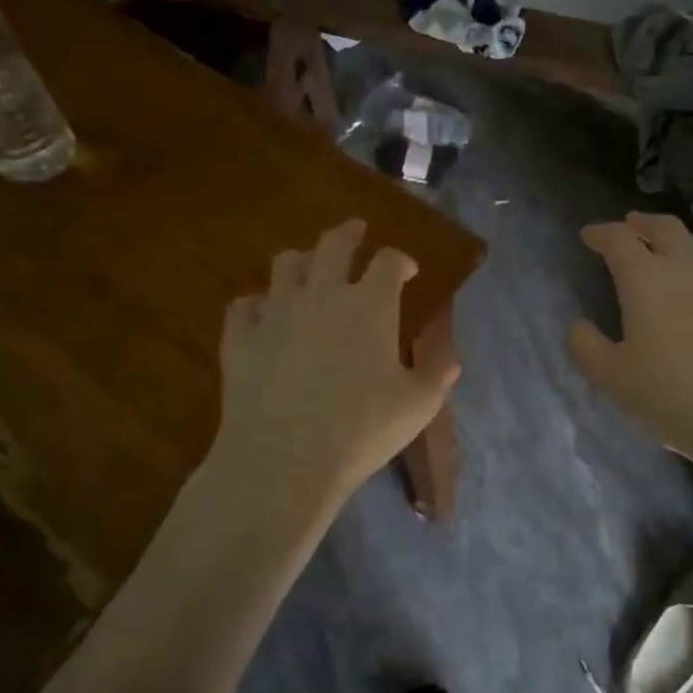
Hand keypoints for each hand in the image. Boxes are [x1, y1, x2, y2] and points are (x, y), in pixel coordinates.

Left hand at [207, 220, 458, 510]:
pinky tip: (263, 315)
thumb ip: (437, 375)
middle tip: (356, 231)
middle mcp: (323, 294)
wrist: (283, 461)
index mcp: (371, 305)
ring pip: (285, 264)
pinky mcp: (240, 337)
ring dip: (302, 261)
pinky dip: (256, 304)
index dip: (401, 260)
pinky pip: (244, 305)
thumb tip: (452, 358)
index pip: (389, 261)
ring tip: (308, 269)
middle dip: (349, 233)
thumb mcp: (417, 406)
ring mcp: (276, 312)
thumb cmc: (361, 430)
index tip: (408, 271)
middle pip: (334, 244)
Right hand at [568, 212, 692, 470]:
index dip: (601, 233)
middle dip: (643, 223)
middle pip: (665, 227)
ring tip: (673, 252)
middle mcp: (687, 267)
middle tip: (631, 227)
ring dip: (681, 241)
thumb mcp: (614, 379)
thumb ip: (587, 348)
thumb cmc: (673, 397)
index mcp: (646, 279)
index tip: (589, 235)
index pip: (618, 240)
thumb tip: (577, 325)